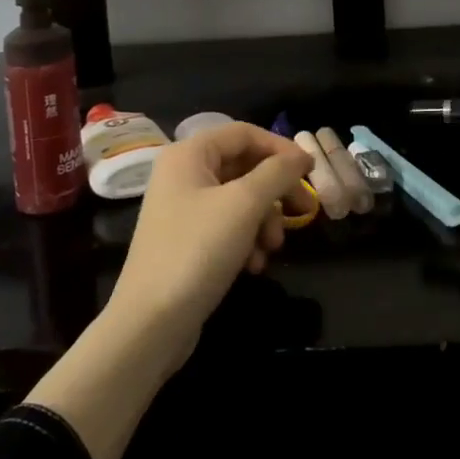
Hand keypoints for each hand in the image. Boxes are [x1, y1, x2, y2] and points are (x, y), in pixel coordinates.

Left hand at [109, 122, 312, 362]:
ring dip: (264, 220)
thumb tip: (302, 155)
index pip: (244, 133)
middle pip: (244, 166)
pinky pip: (227, 226)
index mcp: (189, 154)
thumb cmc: (197, 251)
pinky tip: (254, 265)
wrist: (150, 325)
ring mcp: (183, 209)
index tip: (309, 171)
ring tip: (272, 247)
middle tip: (304, 211)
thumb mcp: (244, 204)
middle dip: (275, 191)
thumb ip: (277, 172)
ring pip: (239, 199)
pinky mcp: (187, 241)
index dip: (280, 148)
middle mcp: (183, 174)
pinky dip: (246, 240)